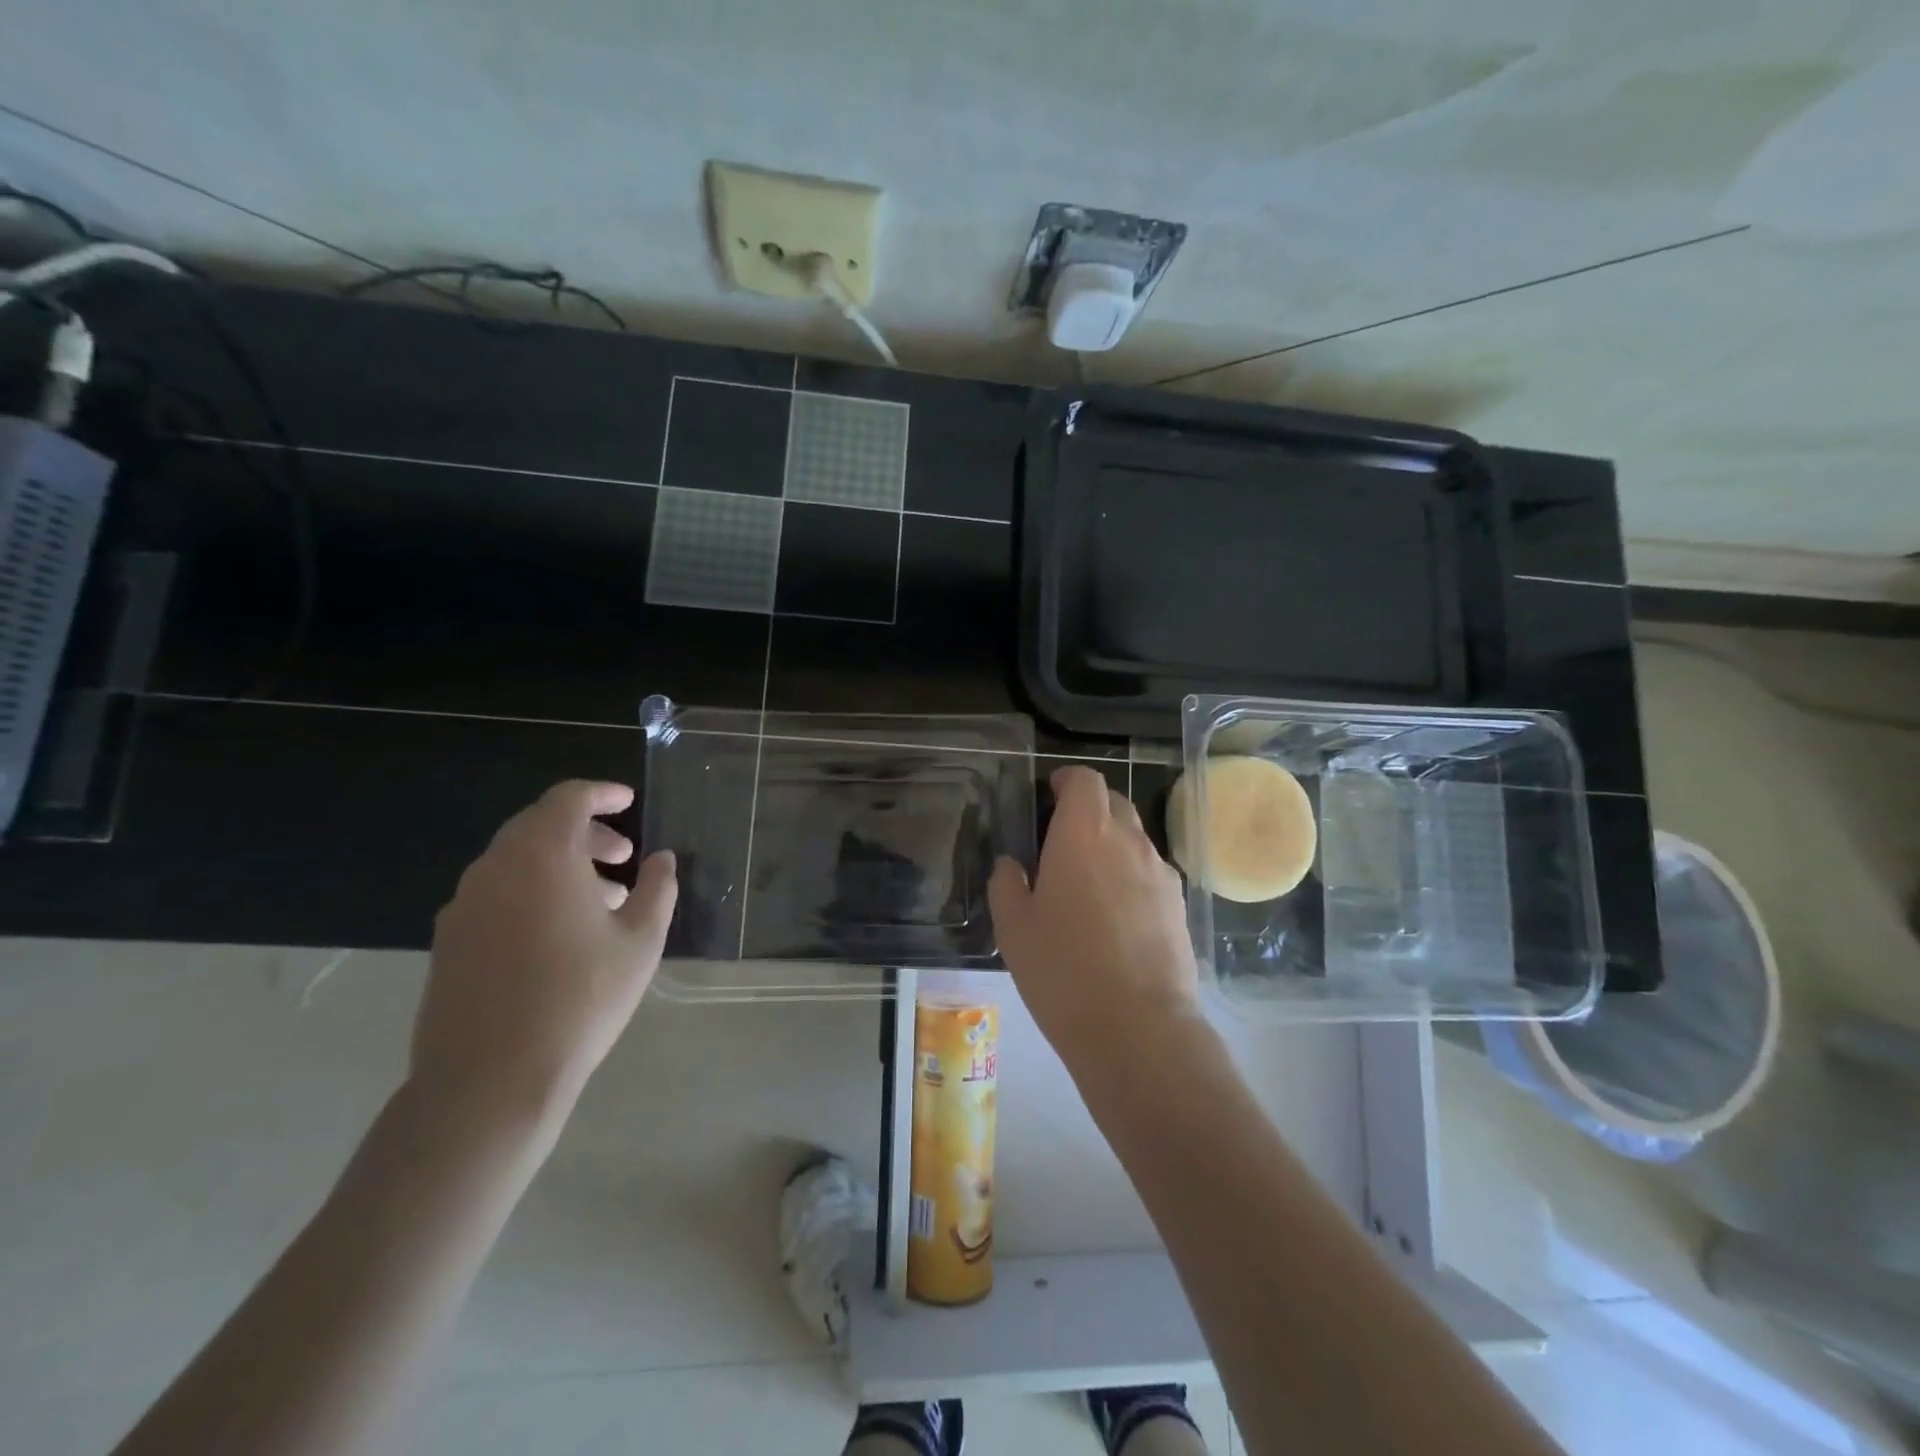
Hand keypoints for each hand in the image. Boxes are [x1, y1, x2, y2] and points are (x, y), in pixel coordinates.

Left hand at [414, 780, 677, 1128]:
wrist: (490, 1078)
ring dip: (560, 865)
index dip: (602, 794)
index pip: (568, 799)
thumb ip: (657, 889)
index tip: (628, 802)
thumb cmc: (580, 998)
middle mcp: (495, 867)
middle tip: (623, 858)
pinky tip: (558, 933)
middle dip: (586, 834)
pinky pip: (496, 893)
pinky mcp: (448, 940)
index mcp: (542, 856)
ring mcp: (464, 904)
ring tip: (600, 901)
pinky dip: (531, 891)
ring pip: (517, 861)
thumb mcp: (641, 941)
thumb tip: (661, 859)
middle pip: (540, 826)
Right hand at [989, 766, 1200, 1071]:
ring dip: (1111, 846)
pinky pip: (1151, 874)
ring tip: (1089, 886)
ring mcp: (1161, 873)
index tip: (1051, 794)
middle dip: (1089, 811)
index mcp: (1084, 834)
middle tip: (1062, 843)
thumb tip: (1012, 866)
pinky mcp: (1180, 905)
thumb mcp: (1013, 929)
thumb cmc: (1063, 971)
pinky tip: (1117, 918)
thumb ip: (1007, 885)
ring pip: (1135, 840)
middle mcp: (1129, 841)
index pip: (1085, 780)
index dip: (1067, 780)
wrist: (1138, 1028)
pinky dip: (1132, 878)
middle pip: (1114, 803)